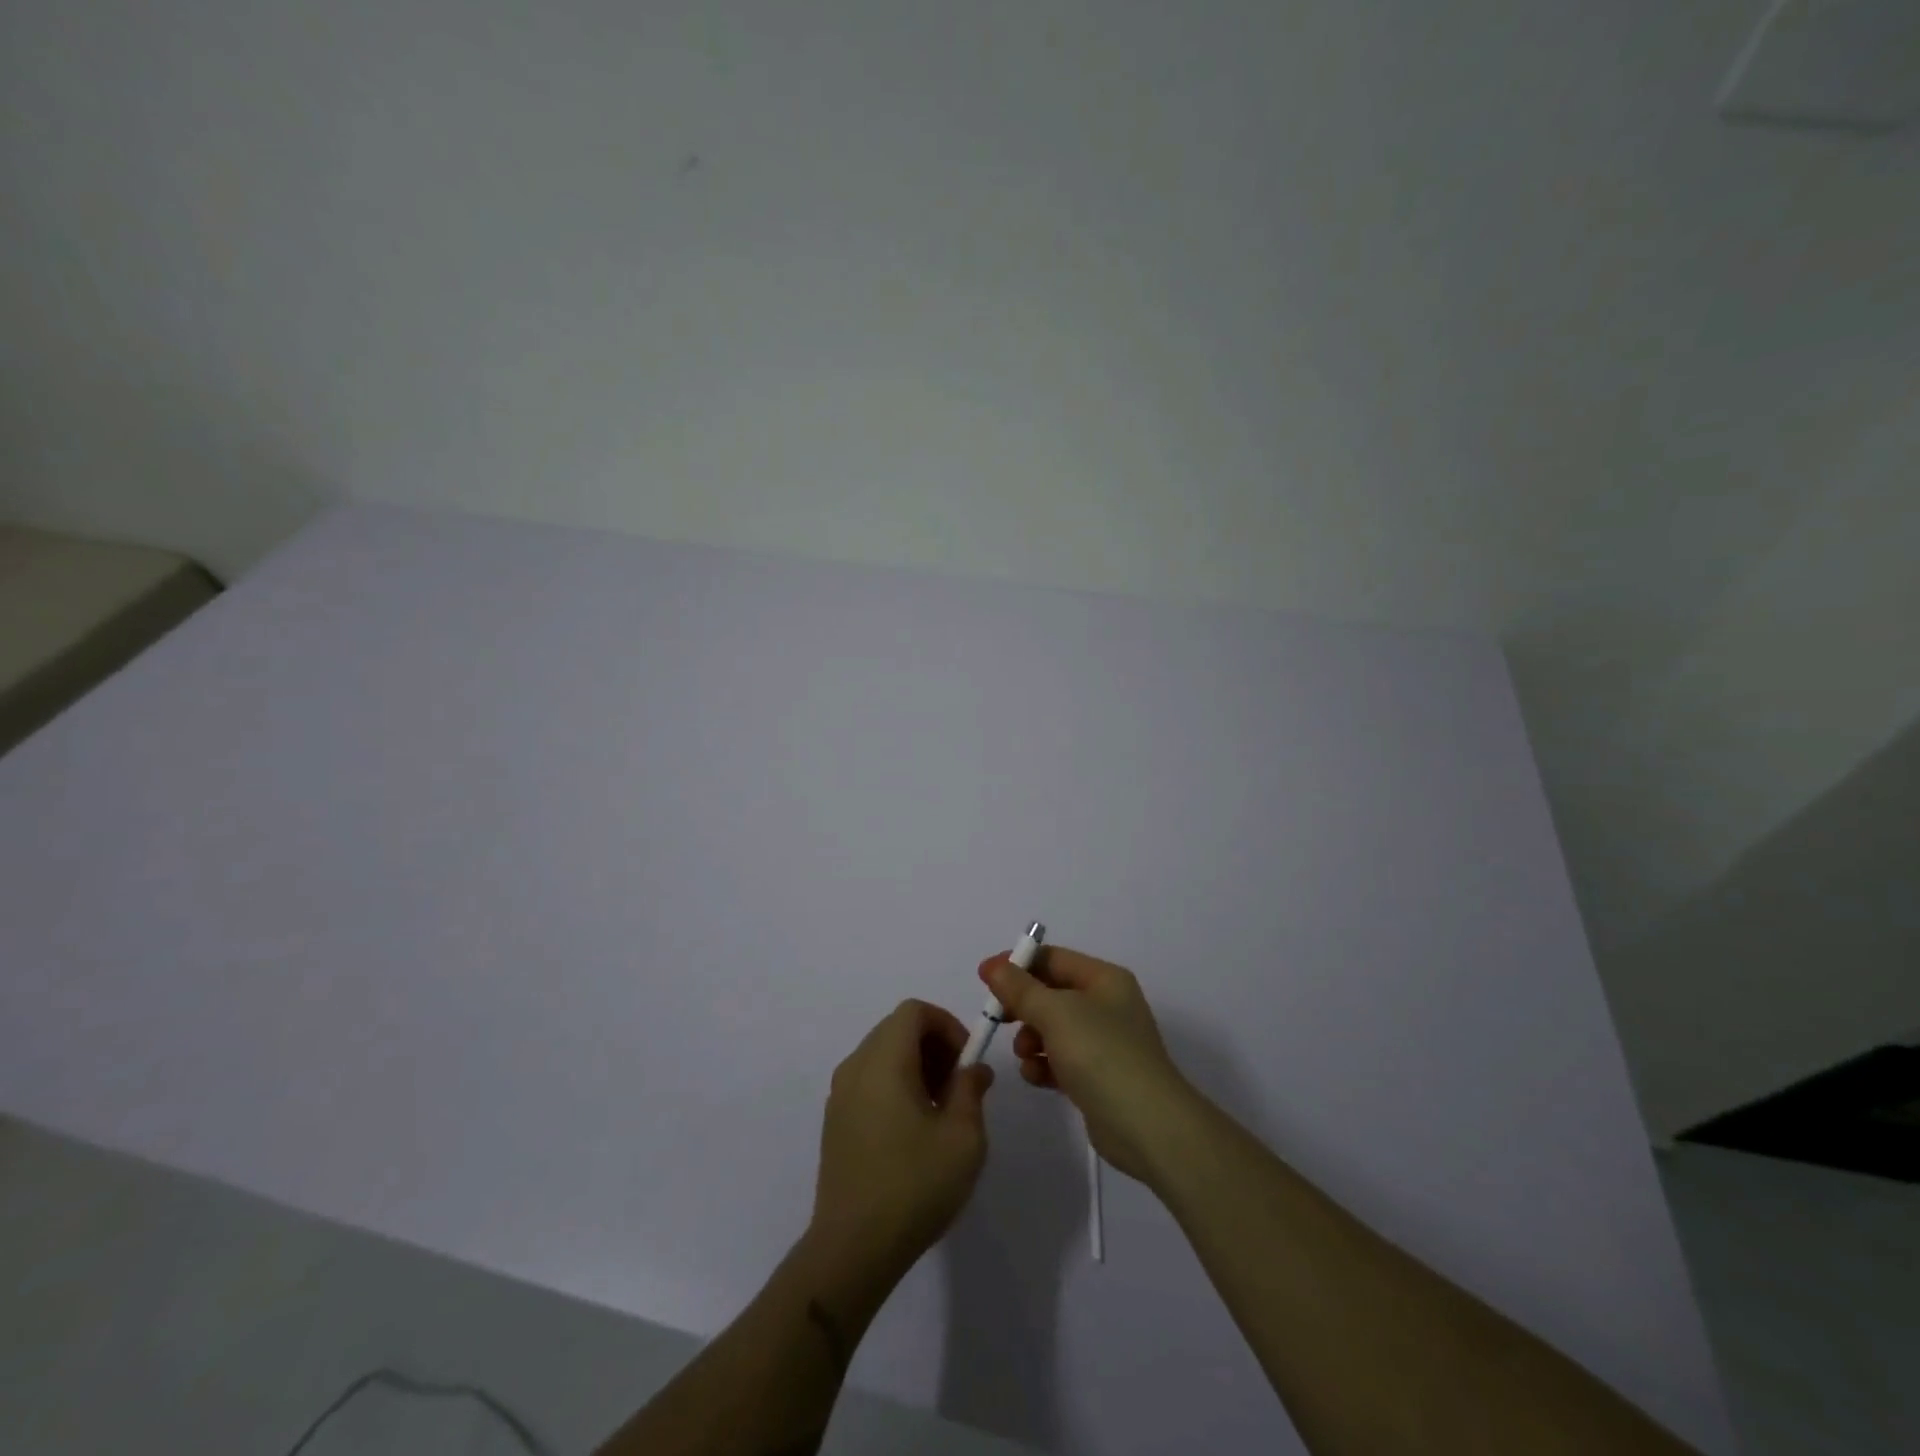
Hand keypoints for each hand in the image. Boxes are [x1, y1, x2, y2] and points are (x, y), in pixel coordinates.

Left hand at [809, 999, 994, 1288]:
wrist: (851, 1249)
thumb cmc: (913, 1186)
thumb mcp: (963, 1137)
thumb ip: (971, 1090)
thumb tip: (974, 1069)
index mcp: (884, 1060)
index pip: (914, 1011)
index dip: (946, 1024)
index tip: (967, 1061)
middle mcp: (856, 1066)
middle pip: (897, 1029)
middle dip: (934, 1045)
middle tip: (959, 1086)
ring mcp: (840, 1094)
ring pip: (883, 1054)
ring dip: (916, 1066)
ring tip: (941, 1111)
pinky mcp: (835, 1121)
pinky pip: (869, 1080)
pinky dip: (895, 1084)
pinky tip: (913, 1130)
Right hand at [980, 946, 1195, 1185]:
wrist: (1147, 1125)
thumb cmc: (1102, 1054)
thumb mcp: (1055, 1013)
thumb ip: (1020, 989)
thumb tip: (994, 967)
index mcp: (1104, 979)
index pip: (1053, 958)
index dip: (1018, 964)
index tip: (985, 977)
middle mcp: (1106, 1004)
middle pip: (1051, 993)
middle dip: (1022, 1005)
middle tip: (996, 1017)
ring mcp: (1104, 1042)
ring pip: (1052, 1028)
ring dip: (1030, 1038)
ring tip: (1024, 1054)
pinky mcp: (1097, 1076)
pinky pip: (1060, 1059)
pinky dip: (1044, 1064)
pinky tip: (1036, 1076)